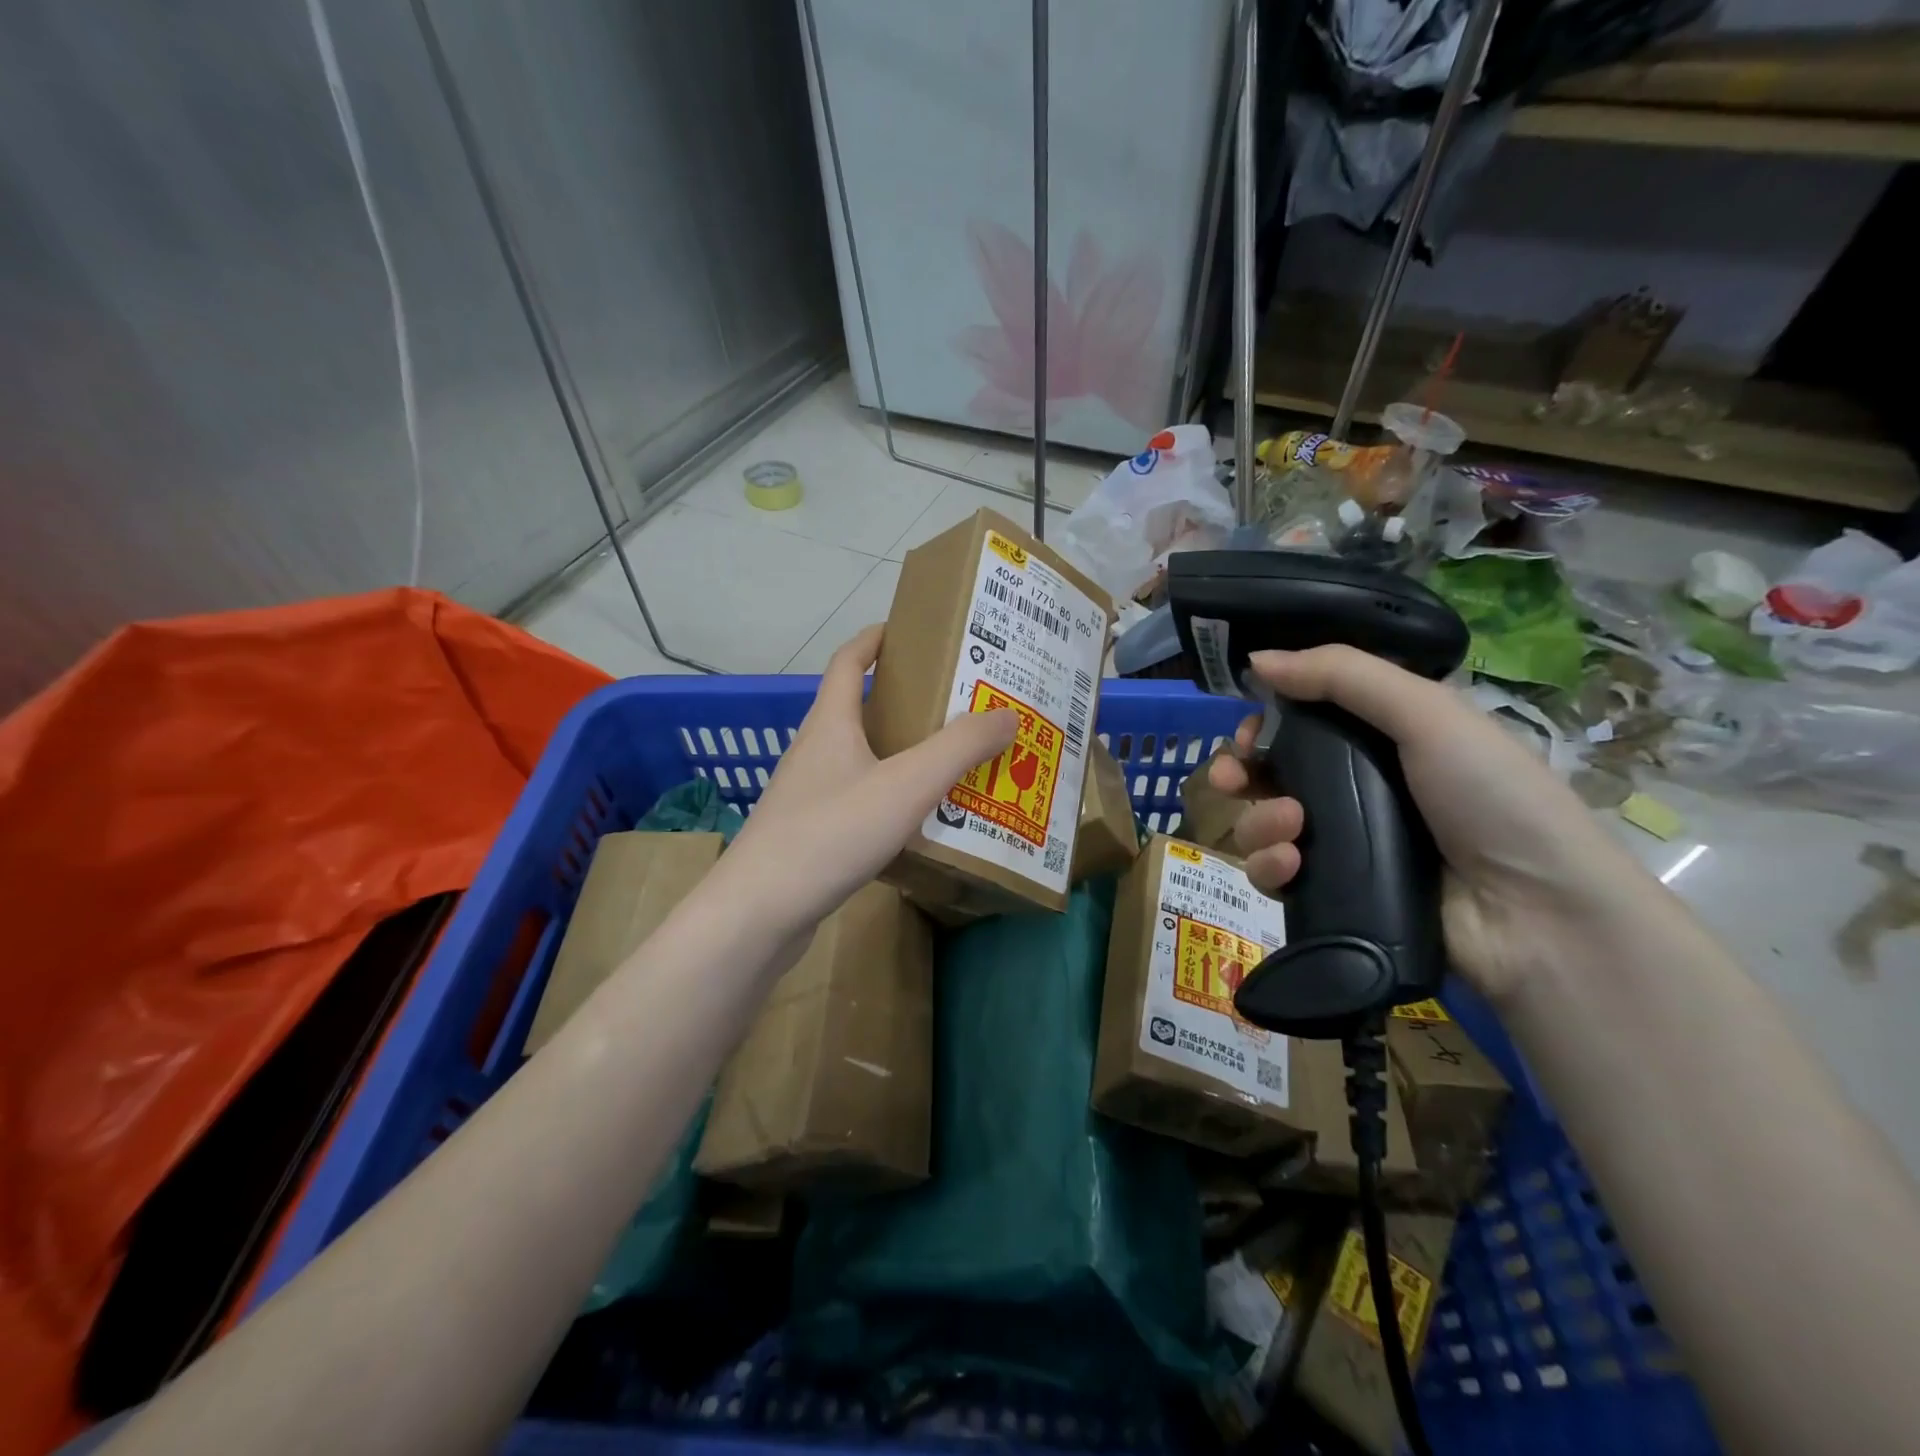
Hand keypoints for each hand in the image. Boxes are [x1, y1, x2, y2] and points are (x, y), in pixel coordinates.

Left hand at [712, 625, 1014, 941]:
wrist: (759, 912)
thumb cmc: (830, 832)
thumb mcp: (906, 784)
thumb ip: (959, 748)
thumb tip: (1007, 714)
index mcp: (830, 723)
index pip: (849, 661)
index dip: (877, 639)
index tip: (913, 631)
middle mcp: (815, 751)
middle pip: (860, 710)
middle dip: (907, 702)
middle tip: (959, 706)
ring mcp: (809, 795)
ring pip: (862, 760)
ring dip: (902, 755)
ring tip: (952, 763)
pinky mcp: (811, 835)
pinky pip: (859, 801)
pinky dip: (891, 799)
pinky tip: (921, 822)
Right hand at [1208, 646, 1649, 1003]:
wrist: (1538, 917)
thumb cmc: (1492, 798)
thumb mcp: (1428, 715)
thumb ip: (1343, 676)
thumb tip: (1256, 658)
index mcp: (1378, 739)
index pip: (1298, 722)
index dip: (1262, 723)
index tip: (1246, 732)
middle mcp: (1352, 787)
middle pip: (1268, 773)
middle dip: (1238, 772)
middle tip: (1230, 779)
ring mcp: (1340, 843)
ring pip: (1262, 823)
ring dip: (1258, 821)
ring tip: (1290, 828)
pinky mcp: (1331, 893)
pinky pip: (1273, 874)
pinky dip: (1270, 867)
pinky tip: (1291, 866)